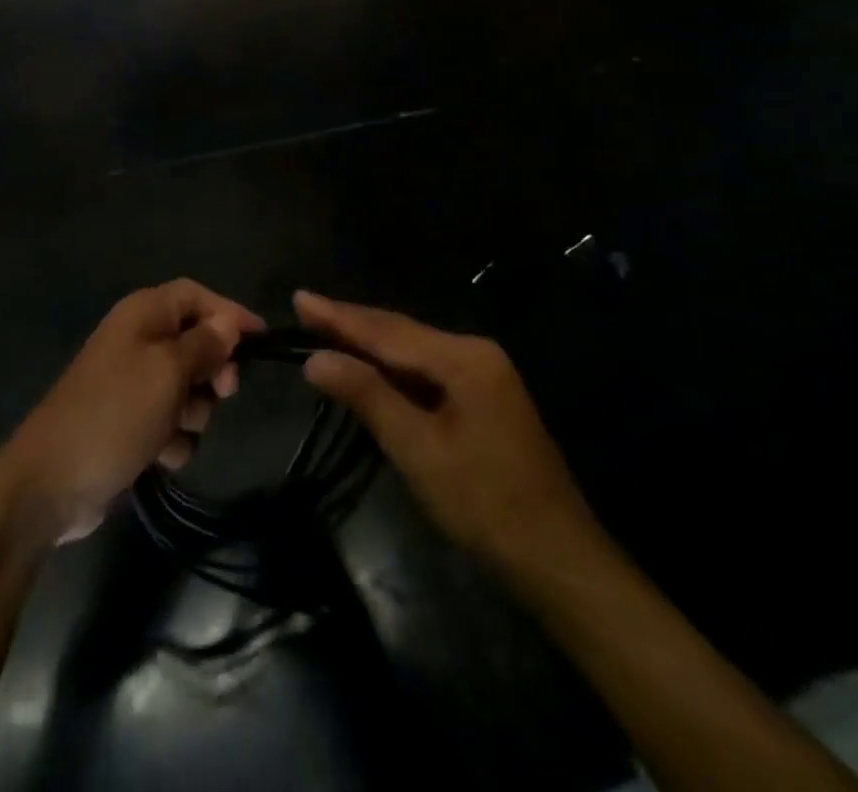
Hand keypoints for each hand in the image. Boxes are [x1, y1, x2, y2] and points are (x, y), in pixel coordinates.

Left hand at [0, 280, 263, 546]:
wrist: (52, 483)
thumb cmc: (115, 413)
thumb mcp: (168, 371)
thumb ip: (204, 344)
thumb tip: (228, 322)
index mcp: (142, 314)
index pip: (195, 295)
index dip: (229, 313)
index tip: (261, 341)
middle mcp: (137, 340)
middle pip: (195, 340)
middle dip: (212, 369)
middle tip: (221, 393)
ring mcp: (131, 383)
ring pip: (187, 386)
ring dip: (192, 411)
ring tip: (175, 430)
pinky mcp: (129, 422)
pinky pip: (169, 420)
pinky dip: (173, 438)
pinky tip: (160, 455)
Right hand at [295, 290, 598, 584]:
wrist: (558, 558)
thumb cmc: (485, 504)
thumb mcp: (418, 449)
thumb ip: (367, 396)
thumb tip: (315, 359)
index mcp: (463, 357)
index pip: (386, 330)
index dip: (338, 316)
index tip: (299, 297)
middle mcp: (475, 352)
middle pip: (400, 332)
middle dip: (351, 323)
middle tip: (305, 309)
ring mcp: (483, 374)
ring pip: (413, 350)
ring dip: (369, 344)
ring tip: (324, 330)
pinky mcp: (483, 398)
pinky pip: (427, 370)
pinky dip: (392, 367)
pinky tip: (369, 368)